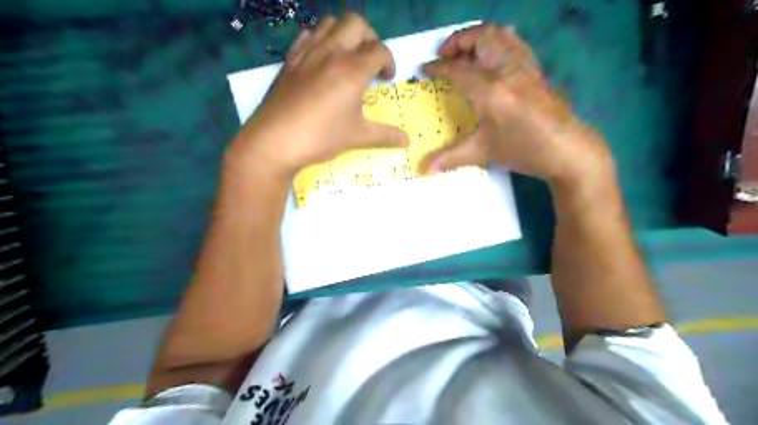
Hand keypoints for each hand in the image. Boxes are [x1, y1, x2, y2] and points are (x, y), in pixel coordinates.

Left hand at [231, 13, 408, 176]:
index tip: (387, 78)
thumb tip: (407, 141)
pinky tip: (321, 59)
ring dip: (345, 33)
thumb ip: (385, 135)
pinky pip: (307, 34)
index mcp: (353, 70)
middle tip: (370, 60)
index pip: (380, 50)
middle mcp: (332, 52)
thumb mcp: (357, 137)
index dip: (389, 62)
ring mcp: (308, 52)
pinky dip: (319, 39)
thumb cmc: (321, 137)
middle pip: (357, 23)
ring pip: (330, 22)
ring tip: (347, 56)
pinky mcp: (290, 59)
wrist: (275, 140)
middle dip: (370, 37)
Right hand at [421, 23, 614, 185]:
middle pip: (480, 38)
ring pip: (500, 34)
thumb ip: (451, 157)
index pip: (458, 69)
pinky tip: (493, 58)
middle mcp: (507, 70)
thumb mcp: (484, 153)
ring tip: (467, 52)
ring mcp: (524, 66)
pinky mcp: (536, 69)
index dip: (438, 67)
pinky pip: (515, 42)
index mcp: (490, 90)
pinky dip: (498, 41)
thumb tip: (424, 170)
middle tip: (445, 55)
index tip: (425, 68)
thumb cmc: (523, 150)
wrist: (566, 149)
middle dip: (457, 41)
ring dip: (478, 37)